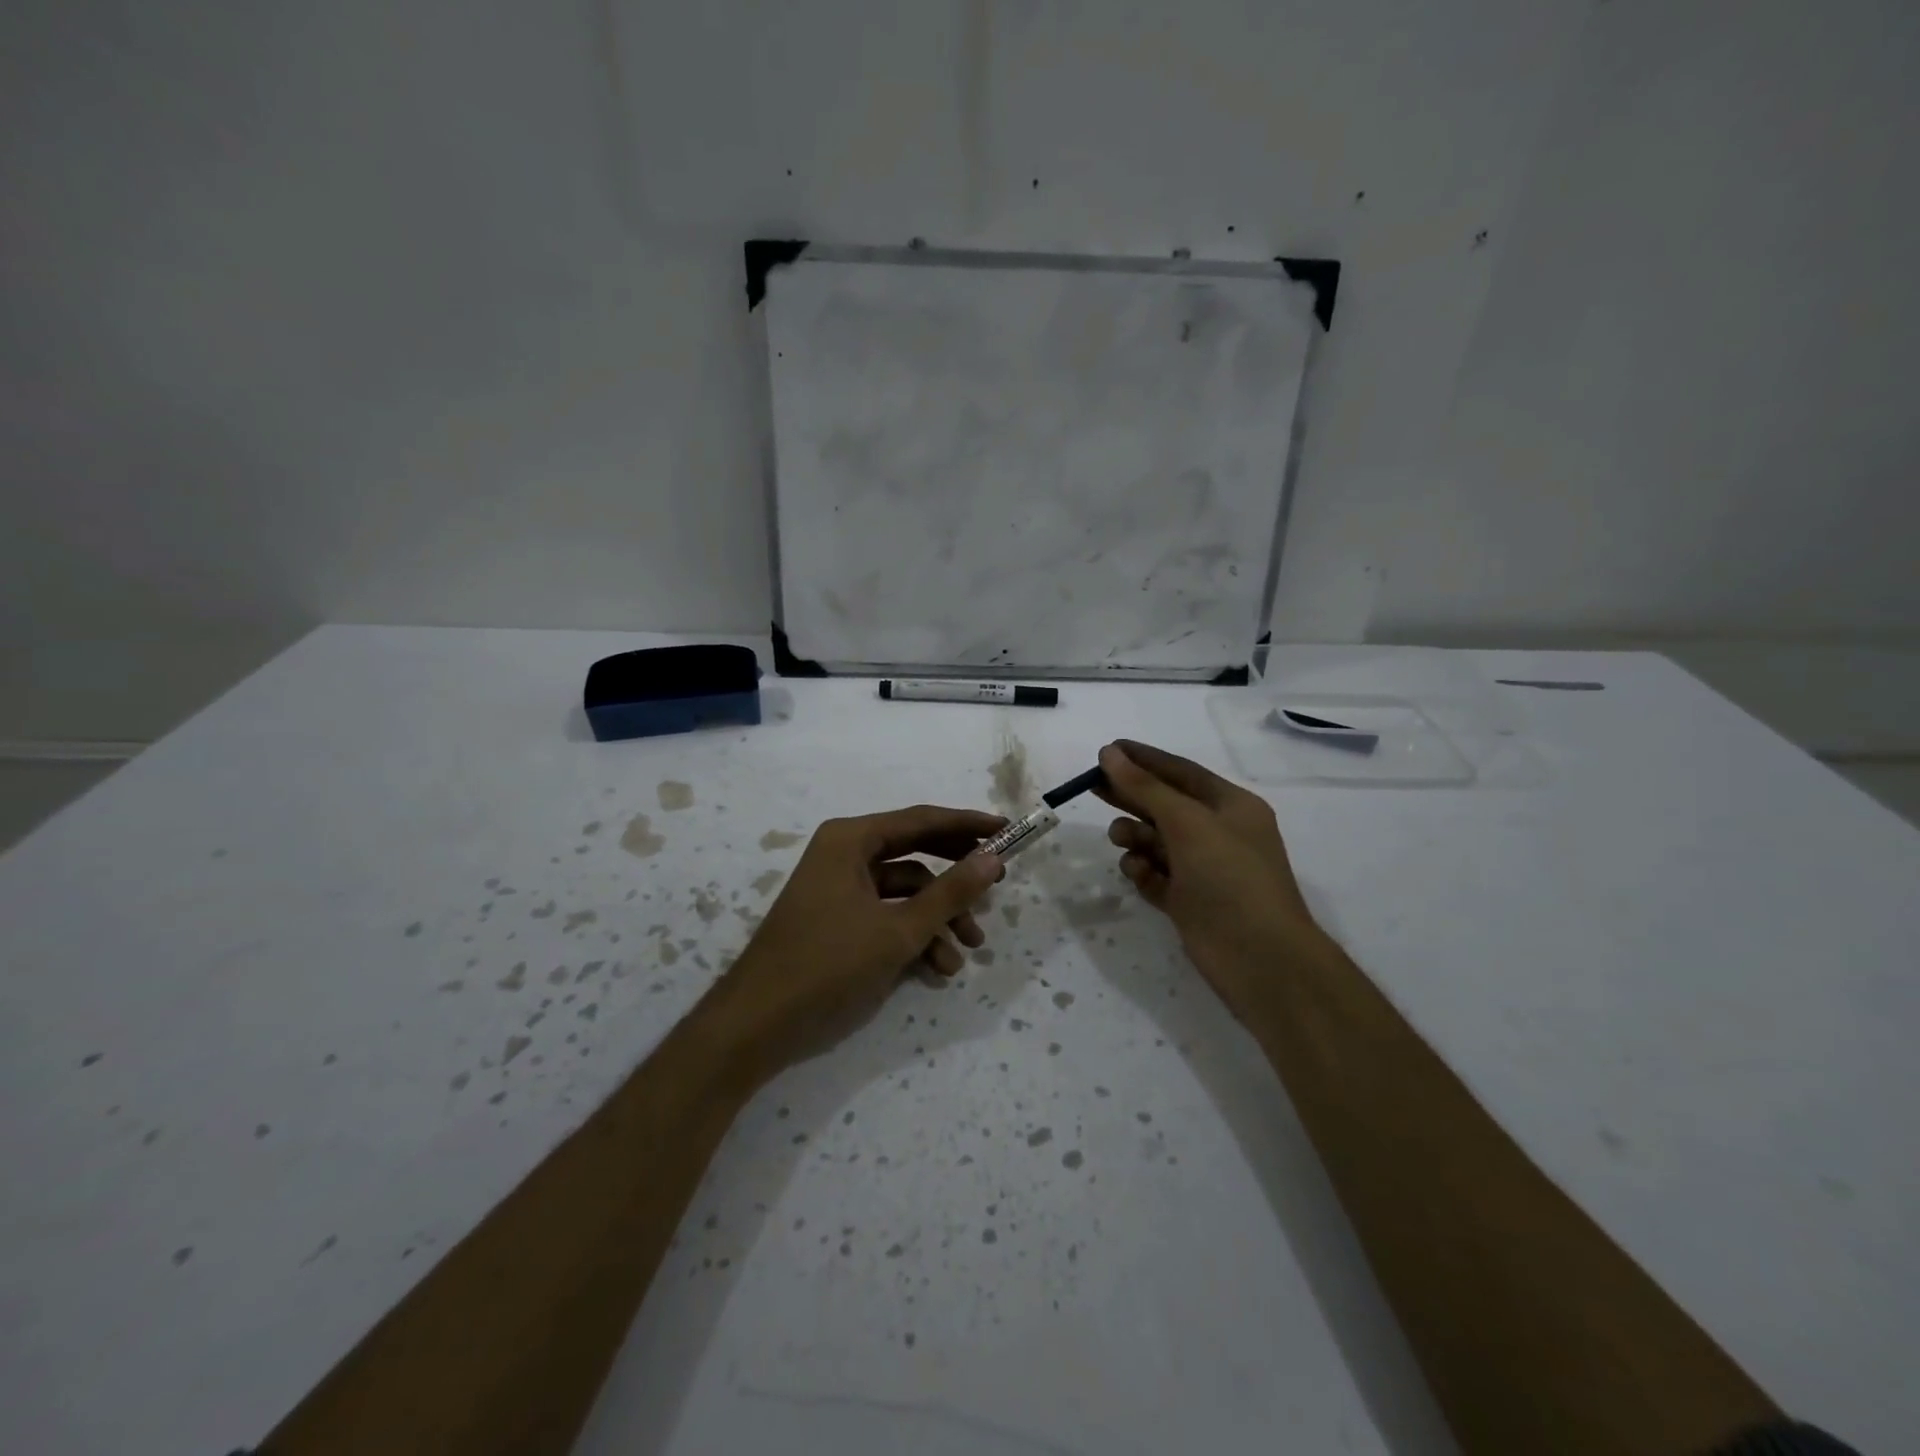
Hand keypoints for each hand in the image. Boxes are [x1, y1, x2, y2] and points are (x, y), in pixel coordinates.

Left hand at [709, 805, 1004, 1075]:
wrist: (757, 1024)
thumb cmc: (828, 964)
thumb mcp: (899, 930)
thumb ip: (950, 893)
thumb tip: (993, 858)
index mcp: (851, 839)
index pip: (922, 820)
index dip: (968, 826)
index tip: (1008, 831)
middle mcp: (844, 854)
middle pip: (916, 853)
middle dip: (956, 876)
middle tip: (997, 885)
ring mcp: (839, 888)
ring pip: (905, 891)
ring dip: (939, 918)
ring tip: (969, 950)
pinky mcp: (838, 920)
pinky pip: (887, 915)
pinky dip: (914, 936)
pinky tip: (938, 968)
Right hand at [1095, 740, 1327, 1016]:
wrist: (1260, 958)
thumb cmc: (1229, 877)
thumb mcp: (1187, 822)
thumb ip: (1145, 787)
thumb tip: (1110, 753)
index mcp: (1230, 806)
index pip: (1180, 772)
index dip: (1143, 759)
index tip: (1106, 749)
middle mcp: (1217, 833)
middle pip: (1163, 804)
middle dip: (1130, 796)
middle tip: (1091, 787)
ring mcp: (1202, 869)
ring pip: (1155, 841)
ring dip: (1135, 836)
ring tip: (1121, 839)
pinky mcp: (1188, 901)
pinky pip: (1155, 875)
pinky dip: (1142, 871)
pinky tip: (1138, 873)